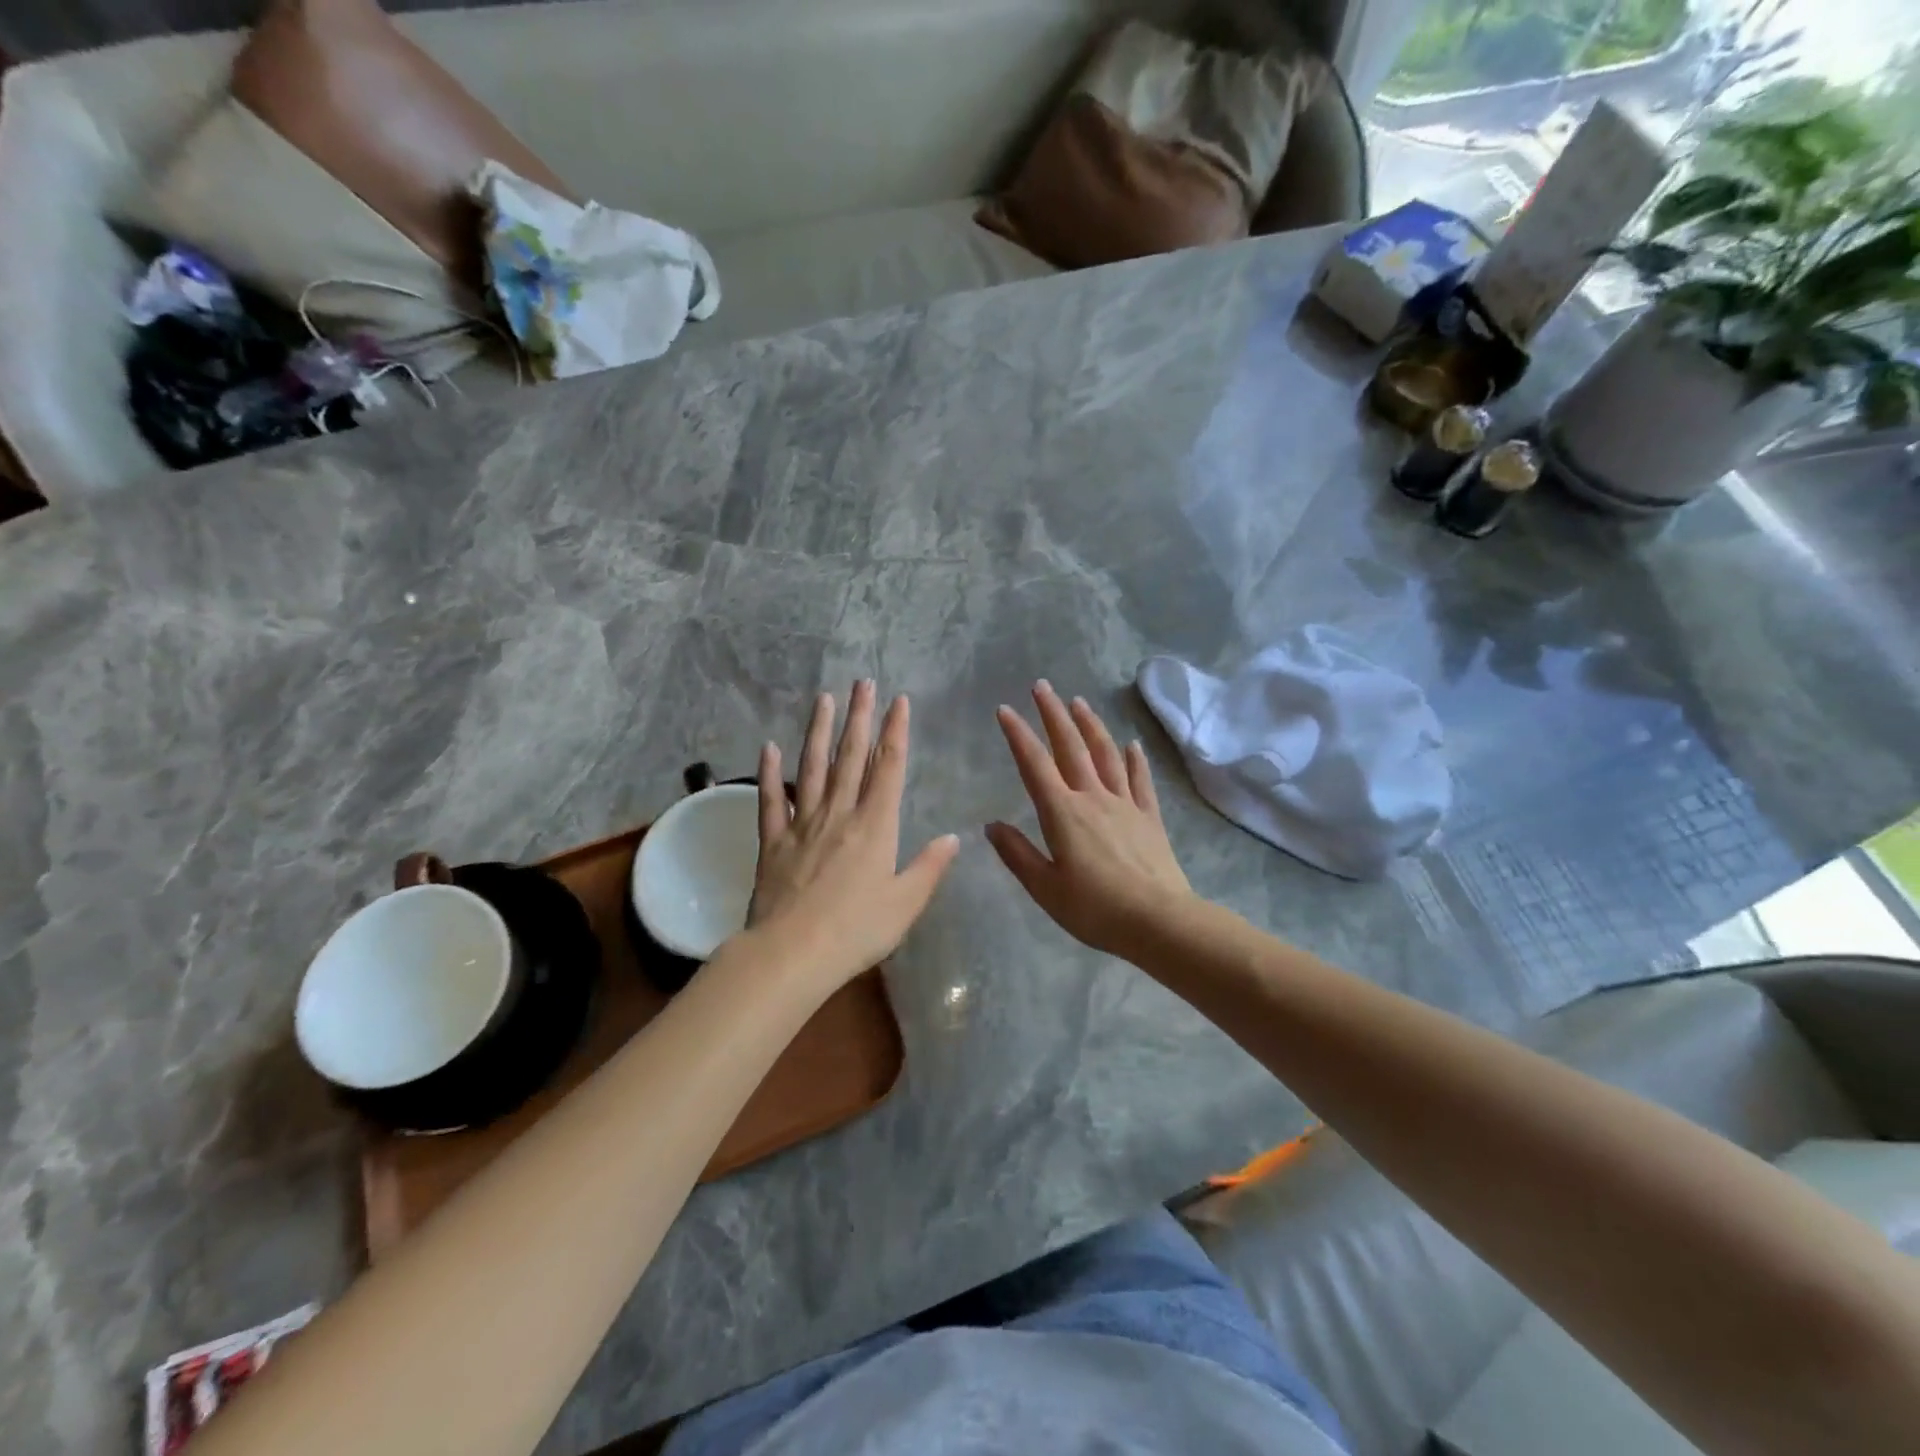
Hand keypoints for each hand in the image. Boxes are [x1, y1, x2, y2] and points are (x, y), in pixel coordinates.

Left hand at [746, 681, 960, 989]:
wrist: (792, 953)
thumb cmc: (857, 931)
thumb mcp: (905, 904)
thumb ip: (929, 867)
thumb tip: (952, 837)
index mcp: (875, 826)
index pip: (888, 767)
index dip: (895, 731)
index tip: (898, 701)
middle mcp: (839, 814)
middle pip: (851, 756)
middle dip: (859, 717)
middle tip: (862, 682)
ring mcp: (802, 824)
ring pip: (812, 767)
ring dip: (819, 731)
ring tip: (824, 699)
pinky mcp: (773, 841)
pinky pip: (771, 799)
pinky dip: (769, 772)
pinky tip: (767, 747)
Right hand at [987, 682, 1193, 958]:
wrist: (1159, 921)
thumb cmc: (1095, 909)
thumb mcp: (1045, 888)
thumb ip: (1017, 854)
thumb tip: (991, 826)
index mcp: (1062, 813)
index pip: (1034, 764)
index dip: (1018, 735)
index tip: (1005, 709)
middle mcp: (1093, 797)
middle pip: (1071, 747)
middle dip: (1053, 714)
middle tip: (1042, 686)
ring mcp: (1125, 804)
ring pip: (1106, 754)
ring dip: (1091, 725)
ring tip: (1079, 702)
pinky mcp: (1149, 817)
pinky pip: (1140, 780)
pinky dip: (1135, 759)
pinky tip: (1133, 744)